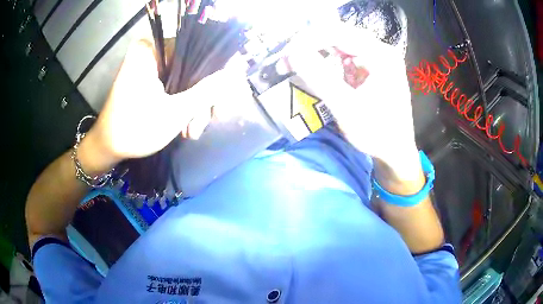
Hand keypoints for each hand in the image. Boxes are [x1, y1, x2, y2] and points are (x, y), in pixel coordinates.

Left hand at [79, 39, 250, 171]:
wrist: (108, 148)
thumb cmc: (135, 130)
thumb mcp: (176, 112)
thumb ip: (208, 91)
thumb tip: (237, 73)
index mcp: (152, 49)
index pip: (198, 50)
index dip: (217, 72)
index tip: (224, 97)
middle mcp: (152, 52)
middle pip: (193, 67)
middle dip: (203, 99)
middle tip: (206, 122)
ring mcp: (150, 66)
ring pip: (186, 79)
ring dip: (194, 106)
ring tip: (191, 132)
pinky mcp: (148, 79)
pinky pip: (175, 85)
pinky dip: (183, 105)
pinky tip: (185, 125)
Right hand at [286, 23, 421, 182]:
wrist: (395, 152)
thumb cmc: (376, 133)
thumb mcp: (346, 107)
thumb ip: (319, 77)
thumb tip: (292, 53)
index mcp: (380, 54)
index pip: (337, 33)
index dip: (307, 40)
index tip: (285, 57)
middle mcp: (380, 50)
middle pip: (338, 35)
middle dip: (310, 45)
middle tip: (288, 61)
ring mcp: (377, 59)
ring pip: (340, 44)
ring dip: (317, 52)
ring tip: (298, 65)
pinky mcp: (372, 69)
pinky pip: (345, 57)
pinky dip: (328, 62)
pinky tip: (318, 72)